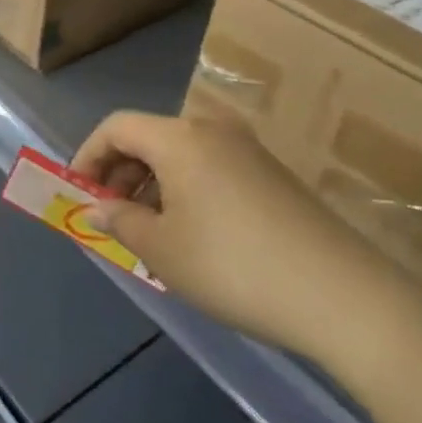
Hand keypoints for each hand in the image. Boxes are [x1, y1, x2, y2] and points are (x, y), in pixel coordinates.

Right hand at [70, 112, 421, 369]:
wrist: (343, 296)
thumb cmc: (233, 266)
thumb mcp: (162, 250)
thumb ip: (120, 221)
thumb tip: (96, 209)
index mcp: (179, 138)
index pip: (117, 126)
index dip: (88, 155)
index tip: (78, 194)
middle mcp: (213, 130)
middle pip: (149, 137)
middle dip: (120, 172)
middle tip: (111, 216)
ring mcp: (248, 150)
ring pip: (181, 154)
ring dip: (152, 183)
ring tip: (148, 231)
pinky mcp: (273, 174)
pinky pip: (211, 168)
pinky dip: (185, 189)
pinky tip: (192, 233)